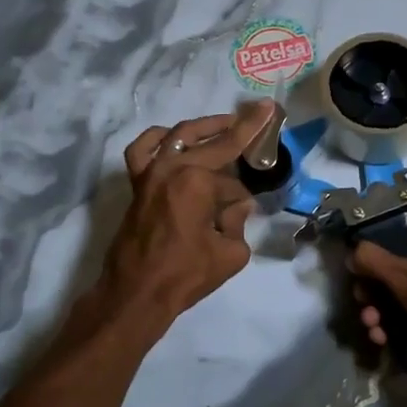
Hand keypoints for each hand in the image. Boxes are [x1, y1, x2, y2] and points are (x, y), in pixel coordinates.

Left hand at [102, 102, 274, 320]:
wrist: (136, 293)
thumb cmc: (185, 274)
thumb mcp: (231, 252)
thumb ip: (239, 221)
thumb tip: (235, 205)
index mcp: (197, 181)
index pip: (234, 179)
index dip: (251, 169)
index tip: (270, 119)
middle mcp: (172, 167)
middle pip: (212, 144)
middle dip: (238, 128)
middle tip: (258, 113)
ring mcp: (150, 173)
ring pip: (179, 136)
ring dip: (204, 127)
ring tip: (225, 123)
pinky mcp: (137, 184)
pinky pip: (142, 150)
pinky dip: (156, 139)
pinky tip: (171, 137)